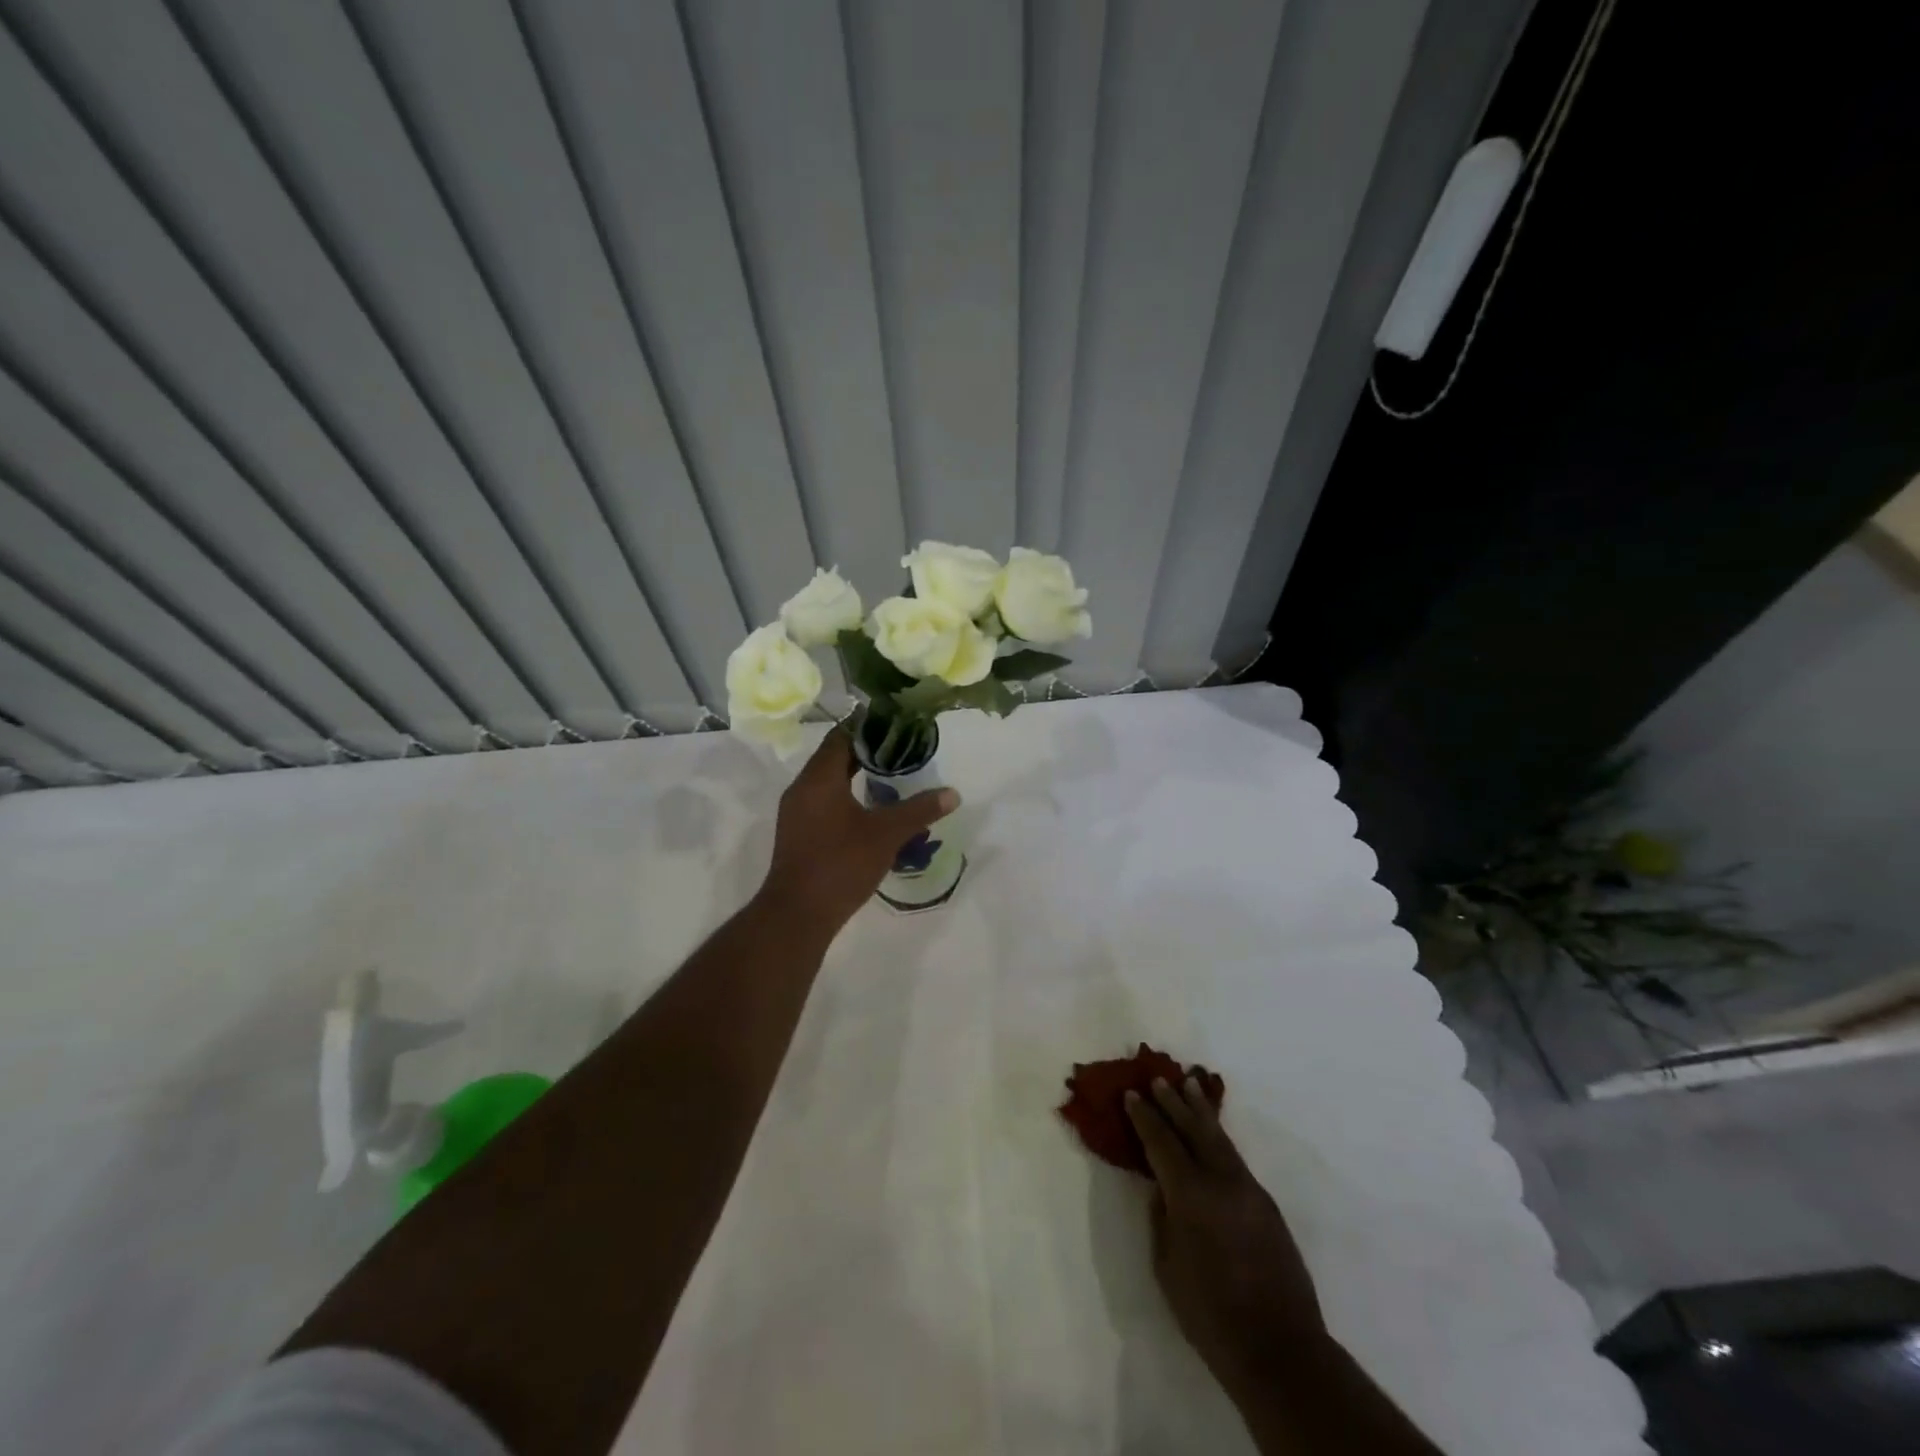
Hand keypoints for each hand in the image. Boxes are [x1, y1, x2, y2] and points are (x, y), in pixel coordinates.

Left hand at [759, 728, 957, 931]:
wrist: (797, 914)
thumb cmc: (840, 864)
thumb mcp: (886, 835)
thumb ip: (920, 810)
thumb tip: (953, 794)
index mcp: (819, 778)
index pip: (842, 735)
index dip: (868, 724)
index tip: (896, 721)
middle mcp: (802, 787)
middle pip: (834, 755)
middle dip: (867, 749)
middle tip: (901, 746)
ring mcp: (797, 811)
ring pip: (828, 779)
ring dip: (856, 772)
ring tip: (891, 772)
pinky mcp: (798, 831)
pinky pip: (823, 799)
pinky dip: (846, 793)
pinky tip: (870, 806)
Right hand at [1125, 1078, 1326, 1405]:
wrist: (1280, 1349)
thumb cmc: (1210, 1313)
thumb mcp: (1167, 1267)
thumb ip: (1161, 1220)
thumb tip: (1162, 1191)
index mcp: (1190, 1194)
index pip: (1161, 1143)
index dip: (1144, 1117)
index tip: (1132, 1094)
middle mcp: (1221, 1181)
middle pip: (1193, 1129)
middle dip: (1174, 1103)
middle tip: (1159, 1078)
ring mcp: (1249, 1190)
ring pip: (1220, 1138)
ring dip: (1201, 1111)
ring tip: (1190, 1085)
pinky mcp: (1267, 1205)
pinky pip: (1235, 1158)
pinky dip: (1219, 1137)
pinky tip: (1213, 1134)